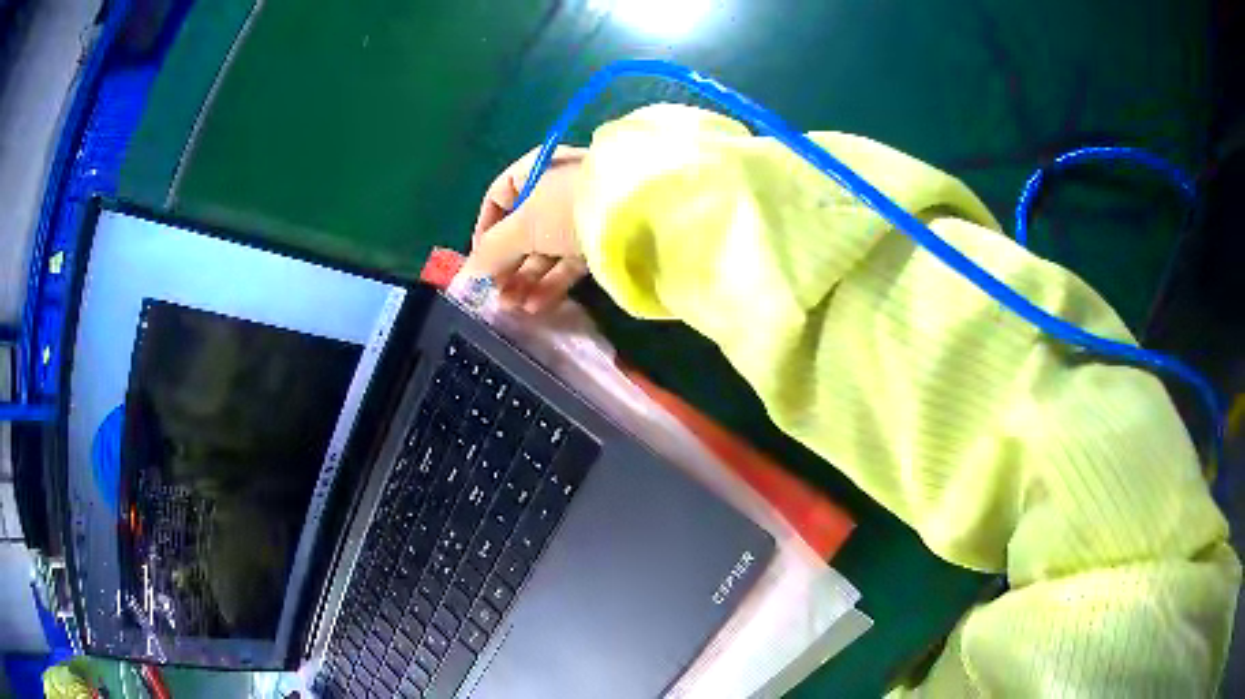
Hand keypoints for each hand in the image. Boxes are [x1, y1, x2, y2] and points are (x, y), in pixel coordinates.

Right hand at [463, 146, 587, 313]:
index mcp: (537, 169)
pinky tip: (536, 306)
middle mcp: (558, 189)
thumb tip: (466, 275)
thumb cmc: (567, 207)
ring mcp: (582, 215)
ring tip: (513, 308)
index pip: (500, 196)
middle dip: (506, 265)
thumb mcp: (523, 225)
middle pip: (522, 229)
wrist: (641, 217)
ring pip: (545, 249)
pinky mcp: (603, 241)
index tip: (478, 262)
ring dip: (525, 280)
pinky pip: (569, 262)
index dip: (484, 229)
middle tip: (496, 295)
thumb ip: (491, 251)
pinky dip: (551, 283)